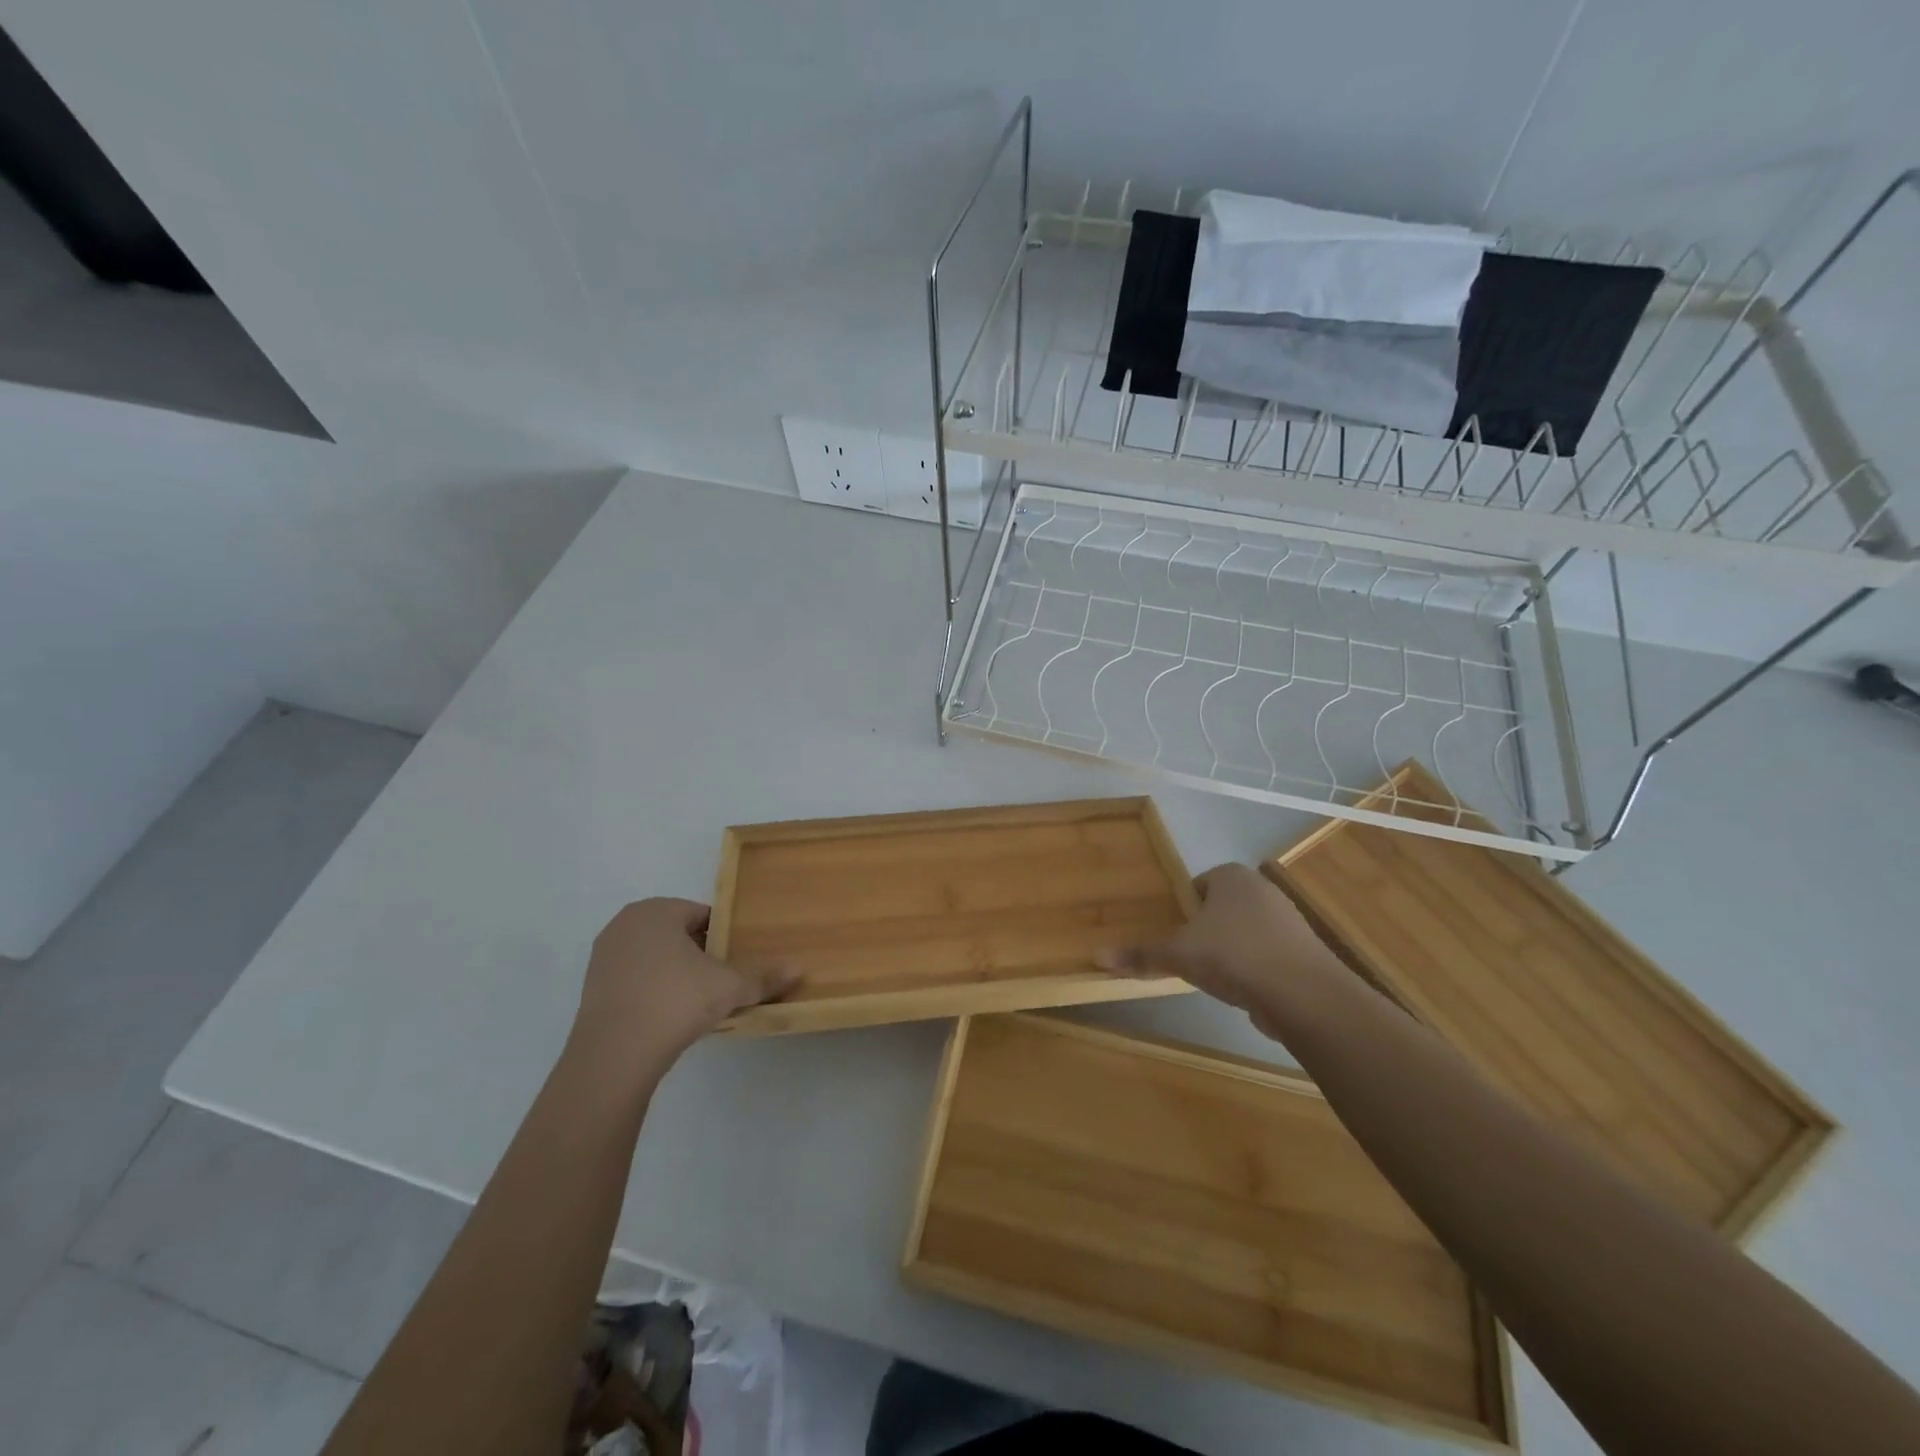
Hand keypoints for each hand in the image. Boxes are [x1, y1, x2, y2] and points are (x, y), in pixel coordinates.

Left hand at [567, 899, 799, 1072]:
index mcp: (656, 911)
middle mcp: (626, 924)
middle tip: (724, 980)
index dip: (726, 936)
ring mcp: (604, 956)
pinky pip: (636, 978)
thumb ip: (763, 977)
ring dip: (678, 972)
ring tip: (701, 1000)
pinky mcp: (592, 987)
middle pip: (678, 934)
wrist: (614, 1056)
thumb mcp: (729, 987)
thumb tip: (800, 969)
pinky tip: (671, 1015)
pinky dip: (655, 989)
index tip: (739, 959)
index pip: (703, 915)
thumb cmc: (675, 1002)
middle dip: (702, 954)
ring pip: (656, 957)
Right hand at [1100, 863, 1344, 1039]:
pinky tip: (1245, 990)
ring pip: (1247, 930)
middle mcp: (1262, 889)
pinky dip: (1256, 968)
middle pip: (1223, 906)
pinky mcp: (1305, 951)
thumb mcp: (1177, 955)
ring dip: (1232, 949)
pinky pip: (1269, 953)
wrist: (1302, 993)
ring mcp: (1288, 919)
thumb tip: (1097, 957)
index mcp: (1230, 876)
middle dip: (1207, 929)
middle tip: (1189, 955)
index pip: (1198, 884)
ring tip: (1216, 976)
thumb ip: (1140, 955)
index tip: (1174, 933)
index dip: (1183, 908)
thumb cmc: (1232, 956)